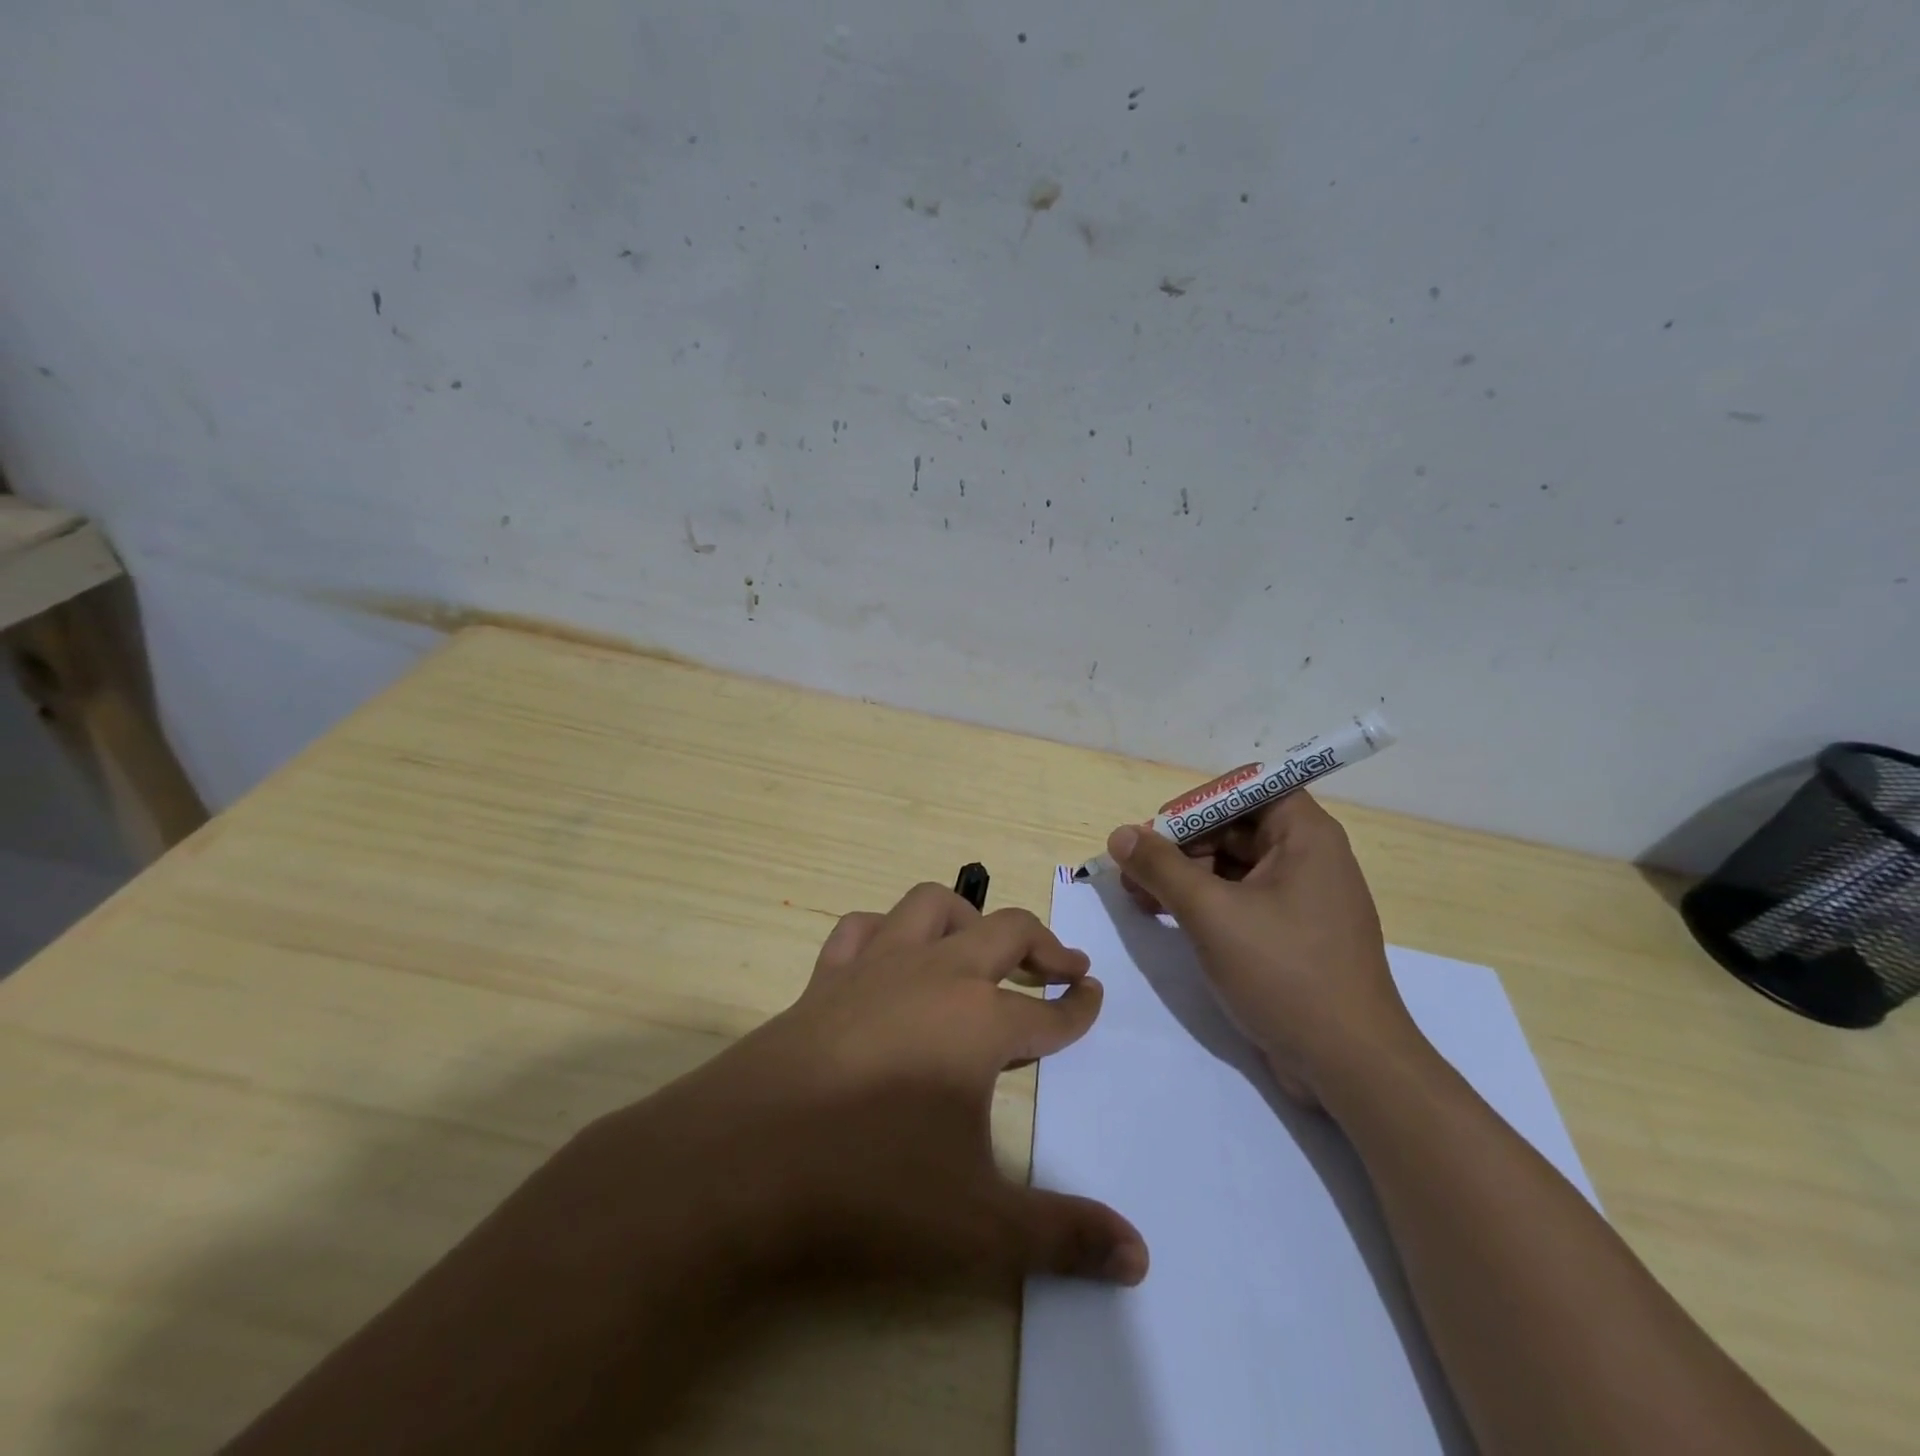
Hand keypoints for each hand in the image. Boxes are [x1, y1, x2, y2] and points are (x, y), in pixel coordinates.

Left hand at [594, 883, 1148, 1293]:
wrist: (745, 1158)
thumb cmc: (870, 1183)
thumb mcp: (978, 1225)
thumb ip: (1061, 1236)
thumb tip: (1140, 1257)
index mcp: (980, 1021)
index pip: (1049, 1011)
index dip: (1079, 1008)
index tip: (1093, 998)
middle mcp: (936, 975)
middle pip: (1005, 931)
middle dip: (1044, 944)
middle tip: (1067, 963)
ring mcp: (876, 967)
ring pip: (932, 907)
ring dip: (967, 917)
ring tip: (981, 945)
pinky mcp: (826, 976)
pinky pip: (862, 928)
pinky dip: (887, 930)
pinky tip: (891, 954)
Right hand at [1104, 793, 1421, 1106]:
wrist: (1350, 1066)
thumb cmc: (1285, 973)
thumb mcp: (1211, 913)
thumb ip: (1161, 868)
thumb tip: (1120, 835)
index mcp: (1305, 835)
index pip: (1247, 787)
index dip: (1199, 801)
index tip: (1159, 831)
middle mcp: (1308, 857)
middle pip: (1234, 826)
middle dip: (1181, 845)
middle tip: (1135, 873)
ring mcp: (1301, 898)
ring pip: (1232, 865)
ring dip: (1185, 875)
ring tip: (1140, 899)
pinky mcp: (1291, 934)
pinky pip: (1240, 899)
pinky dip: (1203, 902)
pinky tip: (1167, 918)